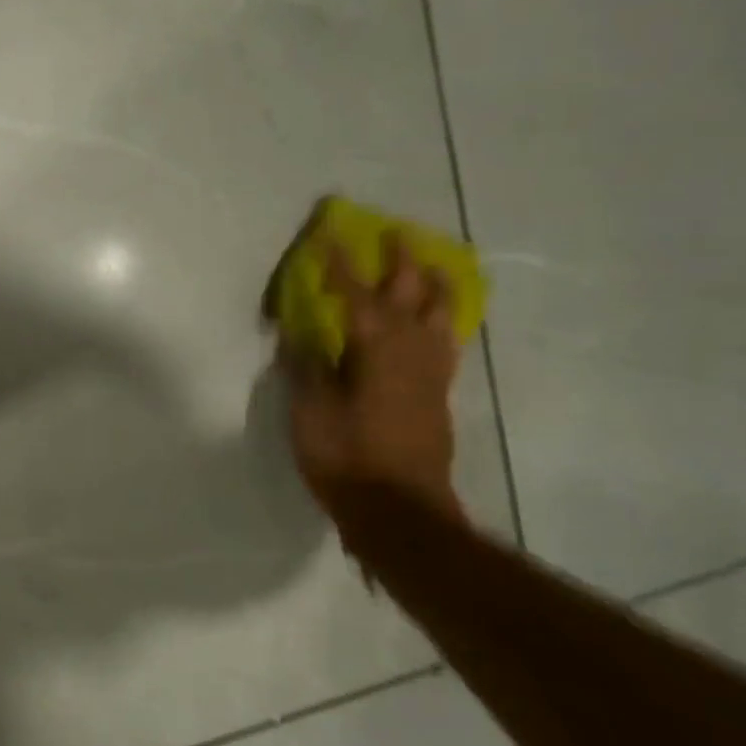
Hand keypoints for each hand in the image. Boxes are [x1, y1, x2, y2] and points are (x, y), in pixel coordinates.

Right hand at [281, 233, 462, 521]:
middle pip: (412, 295)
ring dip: (434, 285)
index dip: (341, 265)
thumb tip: (301, 335)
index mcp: (376, 350)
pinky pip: (445, 341)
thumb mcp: (311, 412)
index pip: (356, 295)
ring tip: (430, 266)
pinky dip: (441, 319)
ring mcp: (431, 374)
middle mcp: (411, 352)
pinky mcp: (437, 395)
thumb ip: (308, 368)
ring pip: (441, 316)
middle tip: (397, 234)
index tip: (330, 236)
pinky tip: (435, 321)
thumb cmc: (346, 459)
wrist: (400, 512)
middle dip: (402, 262)